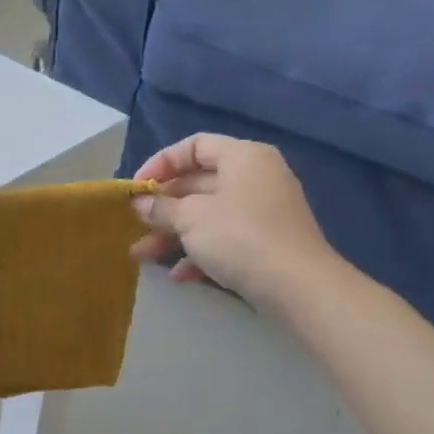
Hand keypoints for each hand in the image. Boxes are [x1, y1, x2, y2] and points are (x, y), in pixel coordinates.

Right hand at [131, 134, 336, 308]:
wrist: (298, 287)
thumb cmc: (240, 237)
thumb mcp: (190, 218)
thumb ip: (161, 207)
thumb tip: (140, 203)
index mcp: (243, 157)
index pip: (194, 146)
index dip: (161, 163)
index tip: (137, 188)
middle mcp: (256, 177)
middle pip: (199, 182)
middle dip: (163, 207)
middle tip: (135, 225)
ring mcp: (263, 211)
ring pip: (208, 215)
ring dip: (173, 234)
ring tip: (143, 256)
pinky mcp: (267, 243)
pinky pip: (225, 239)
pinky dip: (200, 252)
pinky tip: (179, 275)